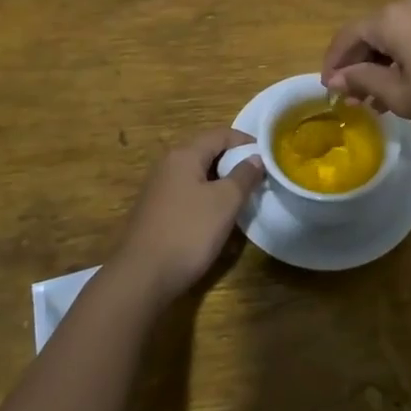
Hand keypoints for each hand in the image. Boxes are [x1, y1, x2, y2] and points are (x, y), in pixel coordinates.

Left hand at [112, 127, 264, 305]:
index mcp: (184, 155)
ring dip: (220, 180)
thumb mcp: (225, 202)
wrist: (142, 276)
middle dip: (233, 160)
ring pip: (197, 173)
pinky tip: (216, 215)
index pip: (220, 134)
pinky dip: (206, 195)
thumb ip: (243, 176)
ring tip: (242, 195)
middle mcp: (168, 164)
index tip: (267, 154)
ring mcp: (158, 187)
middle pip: (207, 151)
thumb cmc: (188, 232)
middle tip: (258, 176)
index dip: (245, 140)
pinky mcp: (155, 210)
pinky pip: (187, 192)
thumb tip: (256, 157)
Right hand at [320, 0, 410, 140]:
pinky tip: (405, 86)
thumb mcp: (401, 96)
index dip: (333, 64)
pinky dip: (403, 58)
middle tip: (353, 99)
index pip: (347, 37)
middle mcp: (409, 3)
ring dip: (381, 64)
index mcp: (390, 17)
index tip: (328, 91)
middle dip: (358, 66)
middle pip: (370, 33)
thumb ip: (363, 81)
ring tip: (377, 101)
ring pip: (394, 35)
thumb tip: (337, 78)